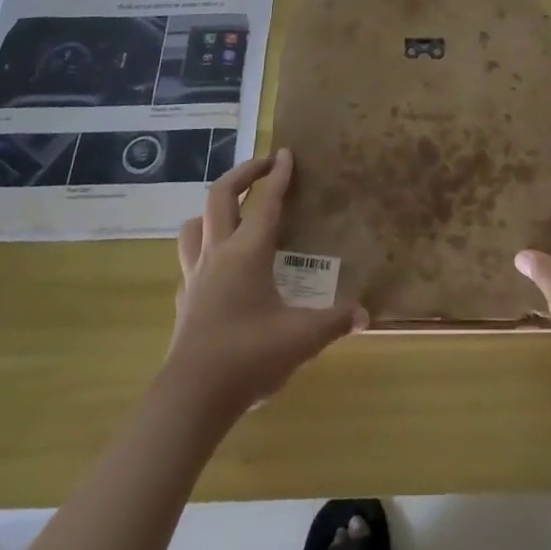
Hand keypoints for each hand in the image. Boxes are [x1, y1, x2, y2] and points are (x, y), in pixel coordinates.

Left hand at [164, 149, 366, 421]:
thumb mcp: (302, 338)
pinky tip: (217, 266)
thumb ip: (335, 321)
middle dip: (243, 173)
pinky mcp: (184, 299)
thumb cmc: (249, 356)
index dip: (278, 175)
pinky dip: (203, 250)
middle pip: (221, 196)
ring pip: (195, 224)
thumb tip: (366, 313)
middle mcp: (218, 254)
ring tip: (233, 211)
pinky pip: (189, 260)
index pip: (266, 202)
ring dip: (213, 209)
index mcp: (248, 253)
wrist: (192, 397)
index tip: (285, 152)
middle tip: (264, 165)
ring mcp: (195, 275)